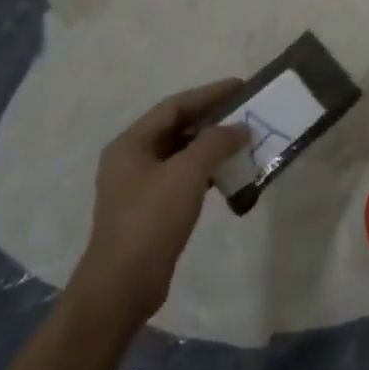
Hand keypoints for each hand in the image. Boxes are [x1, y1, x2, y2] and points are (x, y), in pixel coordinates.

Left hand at [70, 78, 248, 327]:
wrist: (123, 283)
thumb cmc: (151, 219)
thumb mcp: (187, 173)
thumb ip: (215, 143)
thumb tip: (239, 128)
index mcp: (130, 144)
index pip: (174, 106)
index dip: (209, 94)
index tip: (240, 86)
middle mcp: (131, 159)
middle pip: (176, 128)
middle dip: (211, 118)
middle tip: (245, 111)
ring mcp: (139, 186)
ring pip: (181, 153)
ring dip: (211, 145)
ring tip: (243, 140)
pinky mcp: (151, 209)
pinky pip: (182, 177)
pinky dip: (206, 170)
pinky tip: (228, 173)